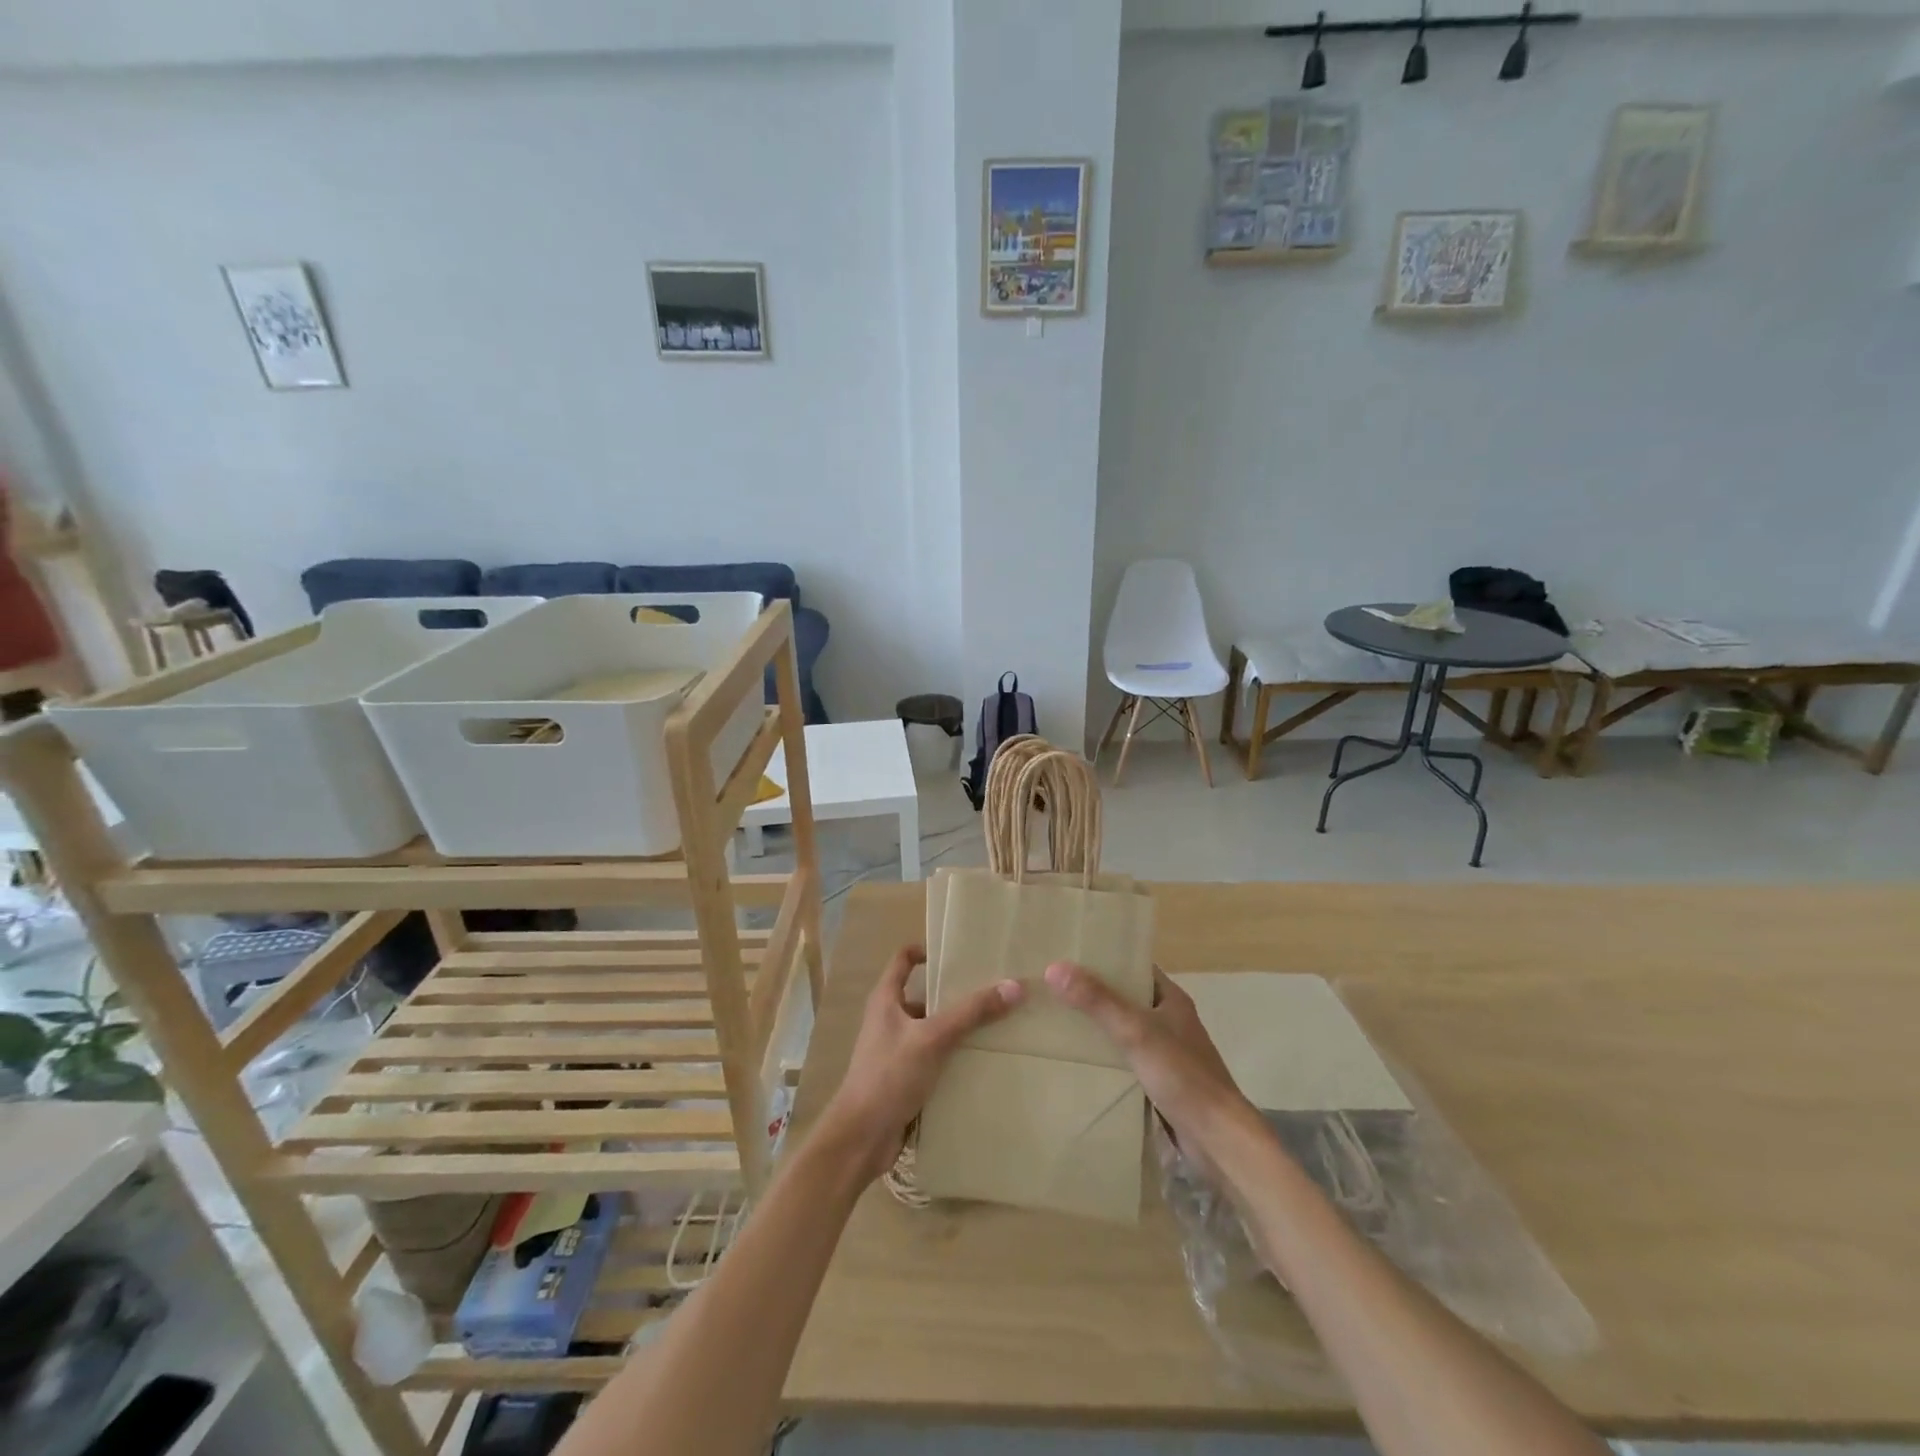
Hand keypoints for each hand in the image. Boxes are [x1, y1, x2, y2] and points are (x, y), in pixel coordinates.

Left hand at [817, 945, 1023, 1183]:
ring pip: (931, 1030)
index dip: (925, 951)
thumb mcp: (933, 1038)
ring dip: (956, 1030)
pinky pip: (933, 1059)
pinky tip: (980, 1064)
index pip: (903, 960)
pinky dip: (953, 1058)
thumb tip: (1014, 986)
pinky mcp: (904, 1079)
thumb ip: (971, 1012)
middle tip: (990, 991)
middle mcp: (888, 1020)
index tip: (957, 953)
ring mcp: (895, 1051)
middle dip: (953, 995)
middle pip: (923, 996)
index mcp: (886, 1000)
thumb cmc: (889, 1075)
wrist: (861, 1138)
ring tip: (994, 1027)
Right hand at [1043, 962, 1256, 1158]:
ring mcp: (1167, 1051)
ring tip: (1058, 1019)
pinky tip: (1080, 1059)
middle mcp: (1170, 1019)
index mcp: (1171, 998)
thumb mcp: (1135, 1031)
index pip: (1134, 966)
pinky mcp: (1161, 1080)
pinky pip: (1127, 1058)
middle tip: (1055, 987)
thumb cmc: (1182, 1074)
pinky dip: (1107, 1055)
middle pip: (1127, 997)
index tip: (1070, 955)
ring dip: (1099, 1026)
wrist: (1217, 1136)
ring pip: (1125, 1029)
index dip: (1105, 959)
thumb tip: (1054, 967)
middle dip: (1095, 993)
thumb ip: (1097, 1000)